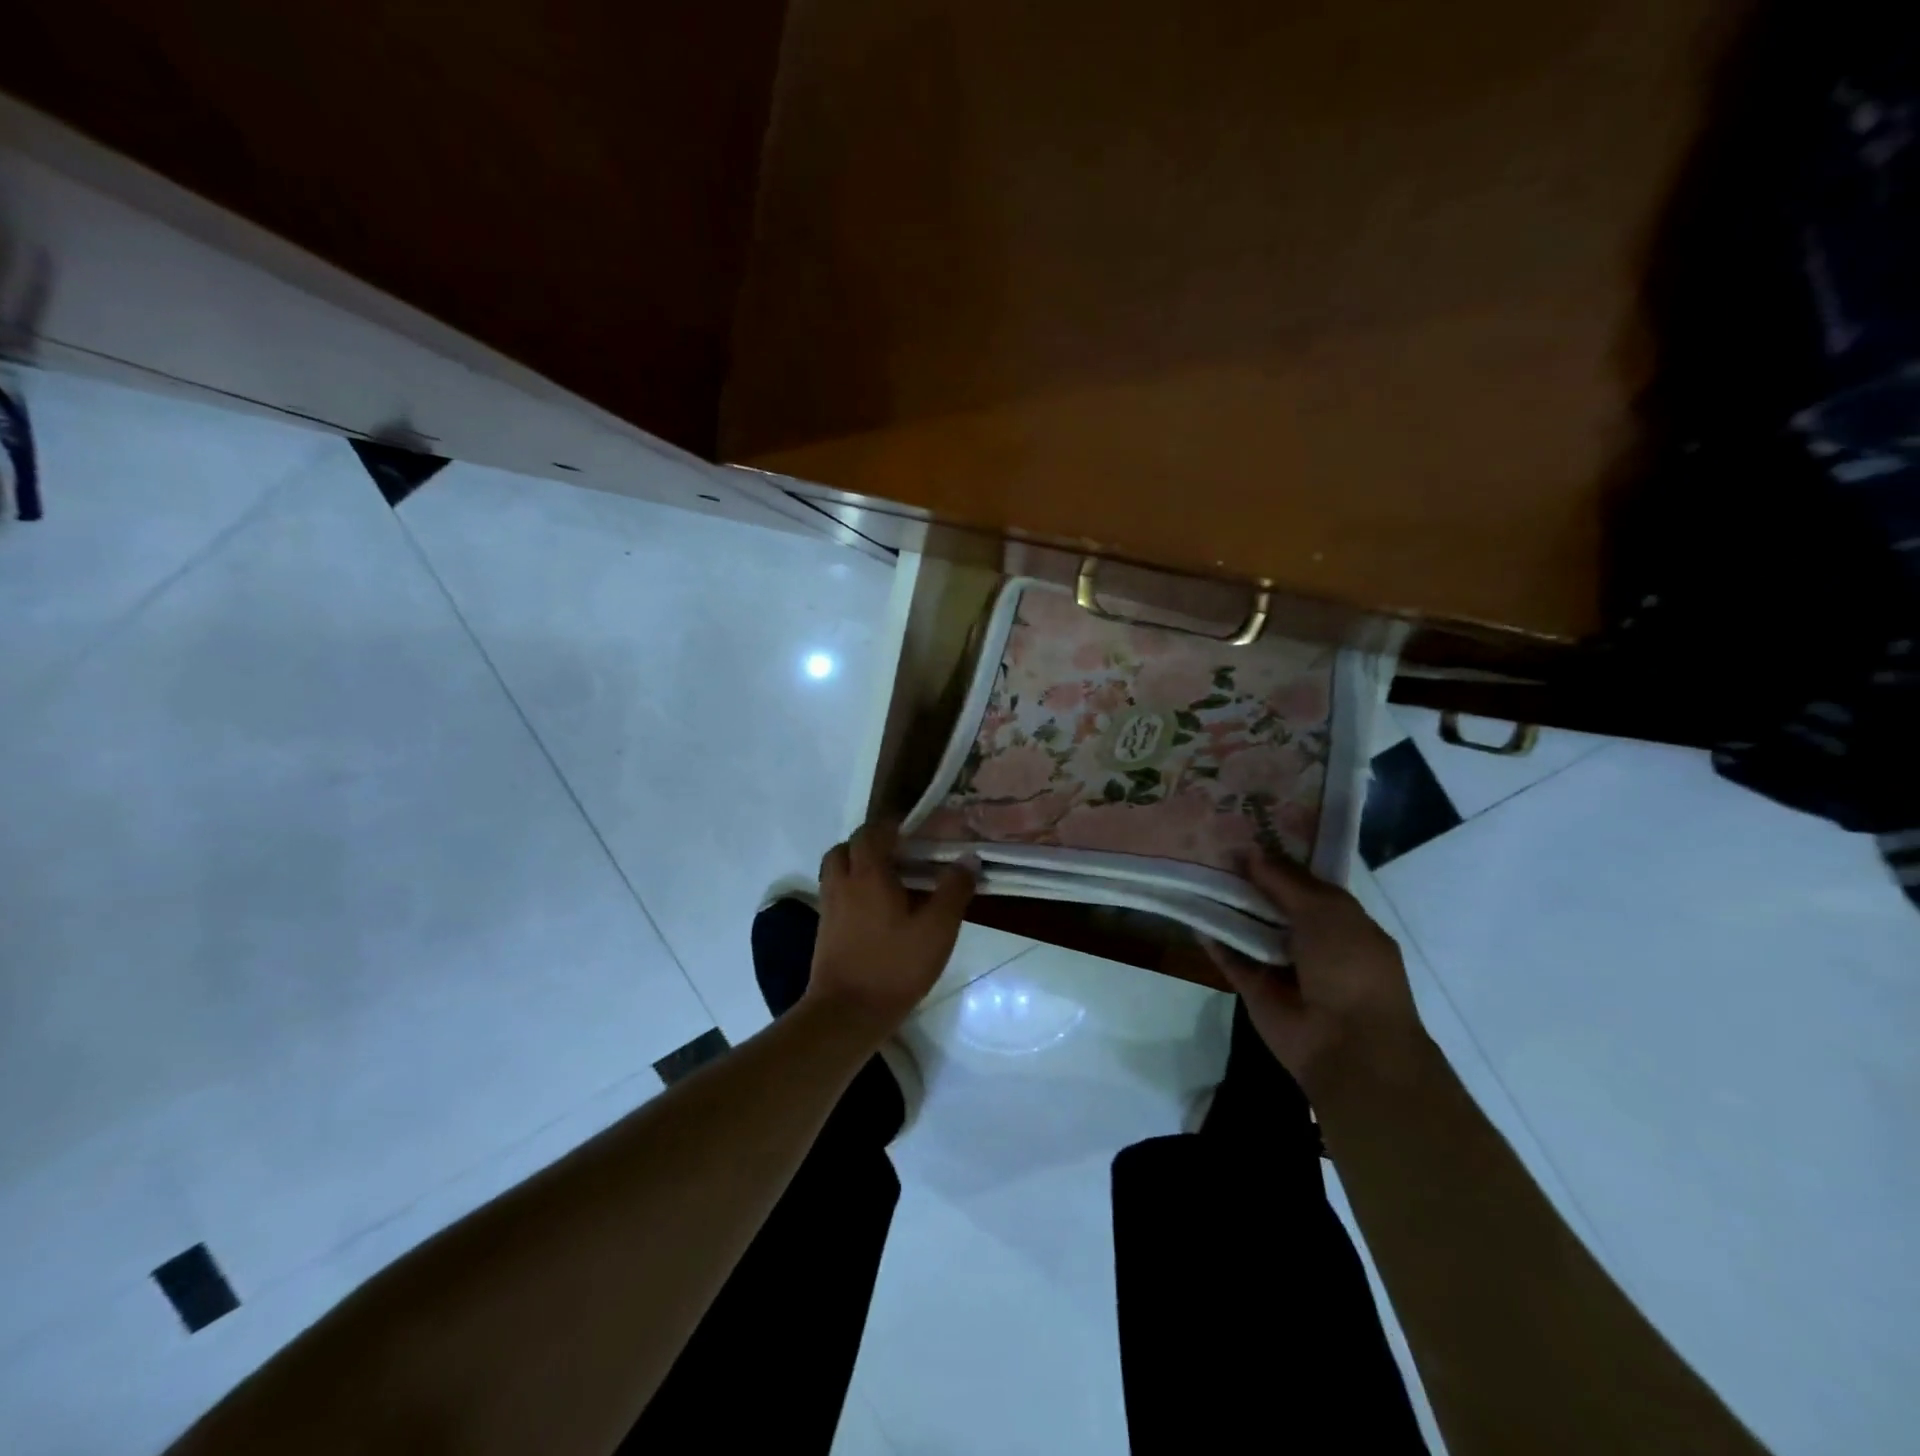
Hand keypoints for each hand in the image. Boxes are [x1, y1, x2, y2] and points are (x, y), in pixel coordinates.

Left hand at [808, 821, 975, 1038]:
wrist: (847, 1013)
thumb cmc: (894, 965)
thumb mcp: (937, 928)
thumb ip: (954, 890)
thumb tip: (968, 859)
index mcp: (868, 873)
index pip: (872, 831)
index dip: (891, 825)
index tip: (915, 829)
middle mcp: (842, 882)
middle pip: (848, 847)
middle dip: (872, 843)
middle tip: (901, 854)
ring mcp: (829, 907)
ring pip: (838, 870)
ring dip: (858, 865)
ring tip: (889, 880)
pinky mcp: (825, 929)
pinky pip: (836, 893)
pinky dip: (853, 889)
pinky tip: (877, 909)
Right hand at [1207, 854, 1428, 1098]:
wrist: (1348, 1044)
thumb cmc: (1351, 968)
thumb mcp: (1326, 912)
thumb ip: (1285, 881)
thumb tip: (1249, 851)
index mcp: (1341, 921)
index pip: (1306, 884)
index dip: (1279, 861)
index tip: (1247, 834)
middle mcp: (1312, 941)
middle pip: (1273, 904)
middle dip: (1248, 880)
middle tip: (1212, 848)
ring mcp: (1282, 966)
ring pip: (1248, 929)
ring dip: (1227, 907)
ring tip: (1195, 873)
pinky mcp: (1256, 988)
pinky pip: (1230, 958)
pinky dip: (1213, 940)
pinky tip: (1192, 916)